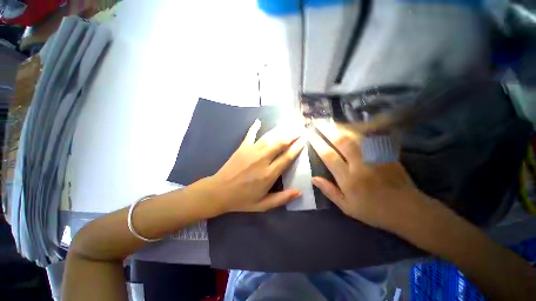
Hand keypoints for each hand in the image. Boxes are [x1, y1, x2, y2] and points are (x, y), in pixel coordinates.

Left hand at [206, 120, 305, 213]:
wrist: (219, 192)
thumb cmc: (242, 200)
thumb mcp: (263, 205)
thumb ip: (281, 199)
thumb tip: (299, 192)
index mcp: (269, 174)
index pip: (287, 157)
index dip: (296, 148)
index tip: (303, 141)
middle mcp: (262, 160)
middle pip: (279, 144)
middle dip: (291, 136)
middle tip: (299, 130)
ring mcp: (251, 151)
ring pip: (269, 138)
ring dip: (279, 131)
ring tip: (288, 126)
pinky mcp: (242, 148)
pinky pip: (250, 135)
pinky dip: (255, 127)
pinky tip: (259, 121)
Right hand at [308, 122, 426, 230]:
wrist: (408, 210)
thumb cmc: (373, 211)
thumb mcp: (347, 207)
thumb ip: (329, 191)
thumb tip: (313, 178)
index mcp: (348, 179)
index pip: (329, 156)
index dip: (318, 144)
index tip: (310, 135)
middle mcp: (360, 165)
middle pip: (341, 142)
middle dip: (327, 130)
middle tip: (318, 123)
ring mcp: (374, 157)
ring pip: (355, 137)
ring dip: (341, 128)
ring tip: (330, 122)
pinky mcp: (385, 153)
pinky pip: (368, 138)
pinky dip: (357, 130)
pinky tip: (349, 127)